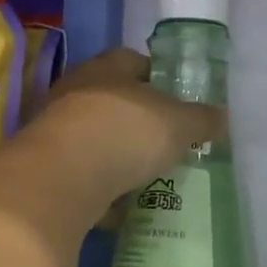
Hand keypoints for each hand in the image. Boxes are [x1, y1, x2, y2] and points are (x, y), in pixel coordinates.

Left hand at [35, 48, 224, 203]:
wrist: (58, 179)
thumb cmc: (124, 132)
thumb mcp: (178, 125)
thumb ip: (201, 120)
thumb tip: (222, 117)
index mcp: (108, 67)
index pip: (134, 61)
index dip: (157, 78)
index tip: (177, 101)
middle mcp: (77, 90)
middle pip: (114, 99)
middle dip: (138, 120)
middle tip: (165, 141)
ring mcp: (56, 128)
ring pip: (96, 137)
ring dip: (117, 154)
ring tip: (146, 175)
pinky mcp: (45, 166)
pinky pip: (81, 172)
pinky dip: (99, 186)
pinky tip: (119, 205)